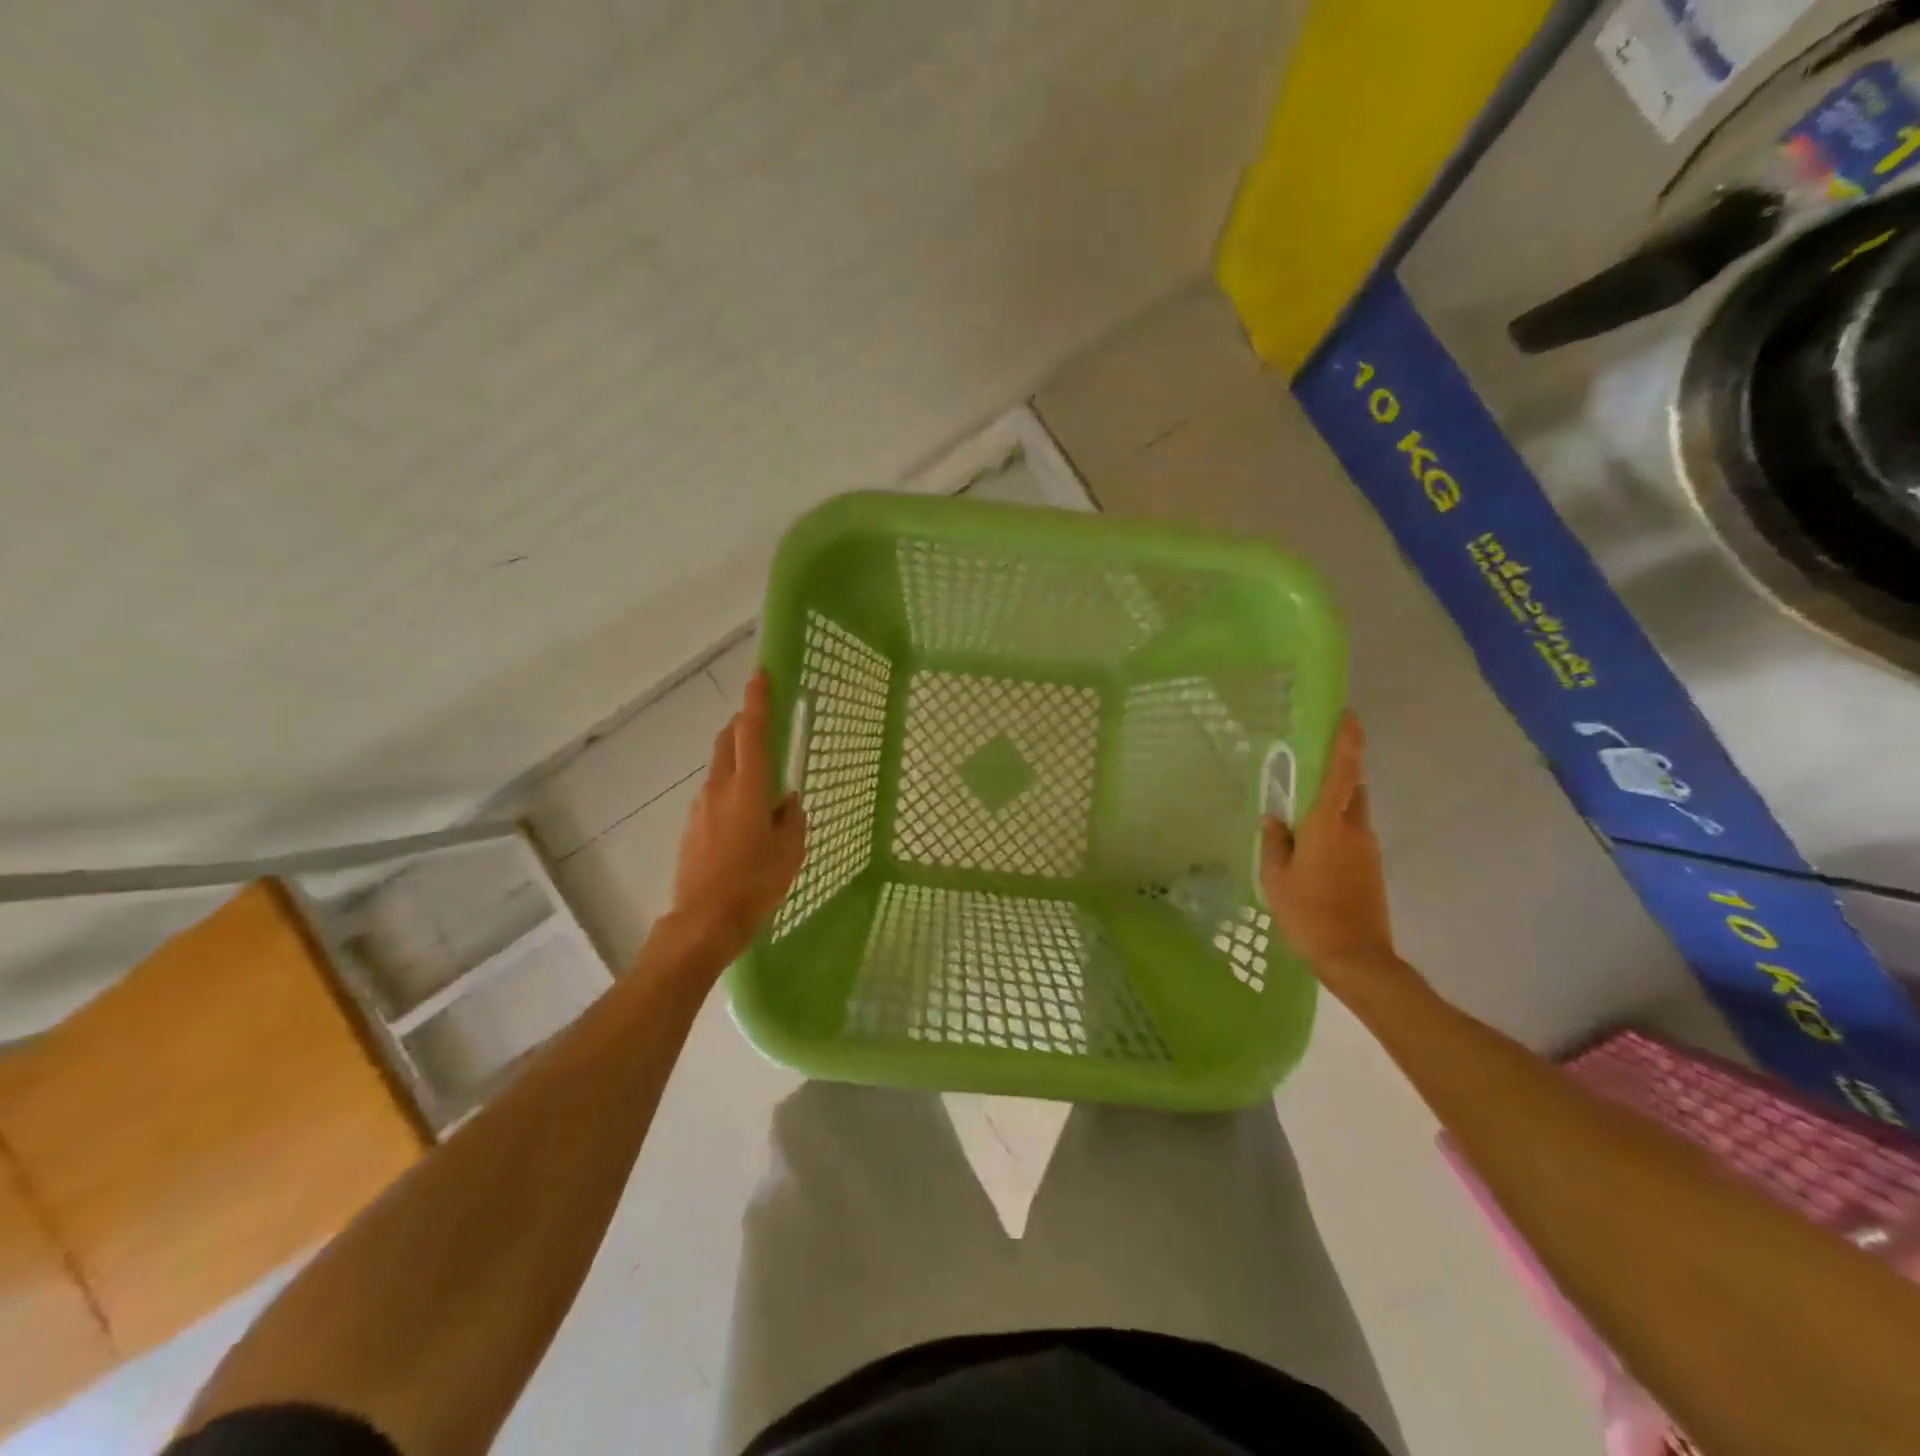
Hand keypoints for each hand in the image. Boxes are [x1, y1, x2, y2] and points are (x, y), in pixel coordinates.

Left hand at [668, 669, 806, 956]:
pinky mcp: (692, 825)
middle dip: (744, 725)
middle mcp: (720, 787)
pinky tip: (744, 821)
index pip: (752, 732)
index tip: (760, 674)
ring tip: (762, 787)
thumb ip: (791, 817)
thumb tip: (786, 800)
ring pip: (720, 768)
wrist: (704, 920)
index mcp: (749, 787)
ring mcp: (701, 806)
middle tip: (763, 724)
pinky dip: (730, 791)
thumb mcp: (791, 850)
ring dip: (738, 761)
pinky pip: (714, 795)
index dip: (757, 701)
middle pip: (728, 741)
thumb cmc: (756, 883)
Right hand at [1261, 712, 1401, 988]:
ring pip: (1352, 814)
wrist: (1357, 958)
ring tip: (1302, 821)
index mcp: (1328, 825)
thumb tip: (1274, 818)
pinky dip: (1336, 832)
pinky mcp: (1373, 869)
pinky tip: (1314, 853)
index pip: (1342, 773)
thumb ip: (1275, 843)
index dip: (1348, 742)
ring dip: (1333, 808)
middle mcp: (1355, 829)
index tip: (1349, 716)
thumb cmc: (1309, 915)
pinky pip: (1353, 836)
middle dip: (1336, 774)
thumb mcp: (1276, 879)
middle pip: (1351, 789)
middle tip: (1309, 771)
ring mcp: (1368, 850)